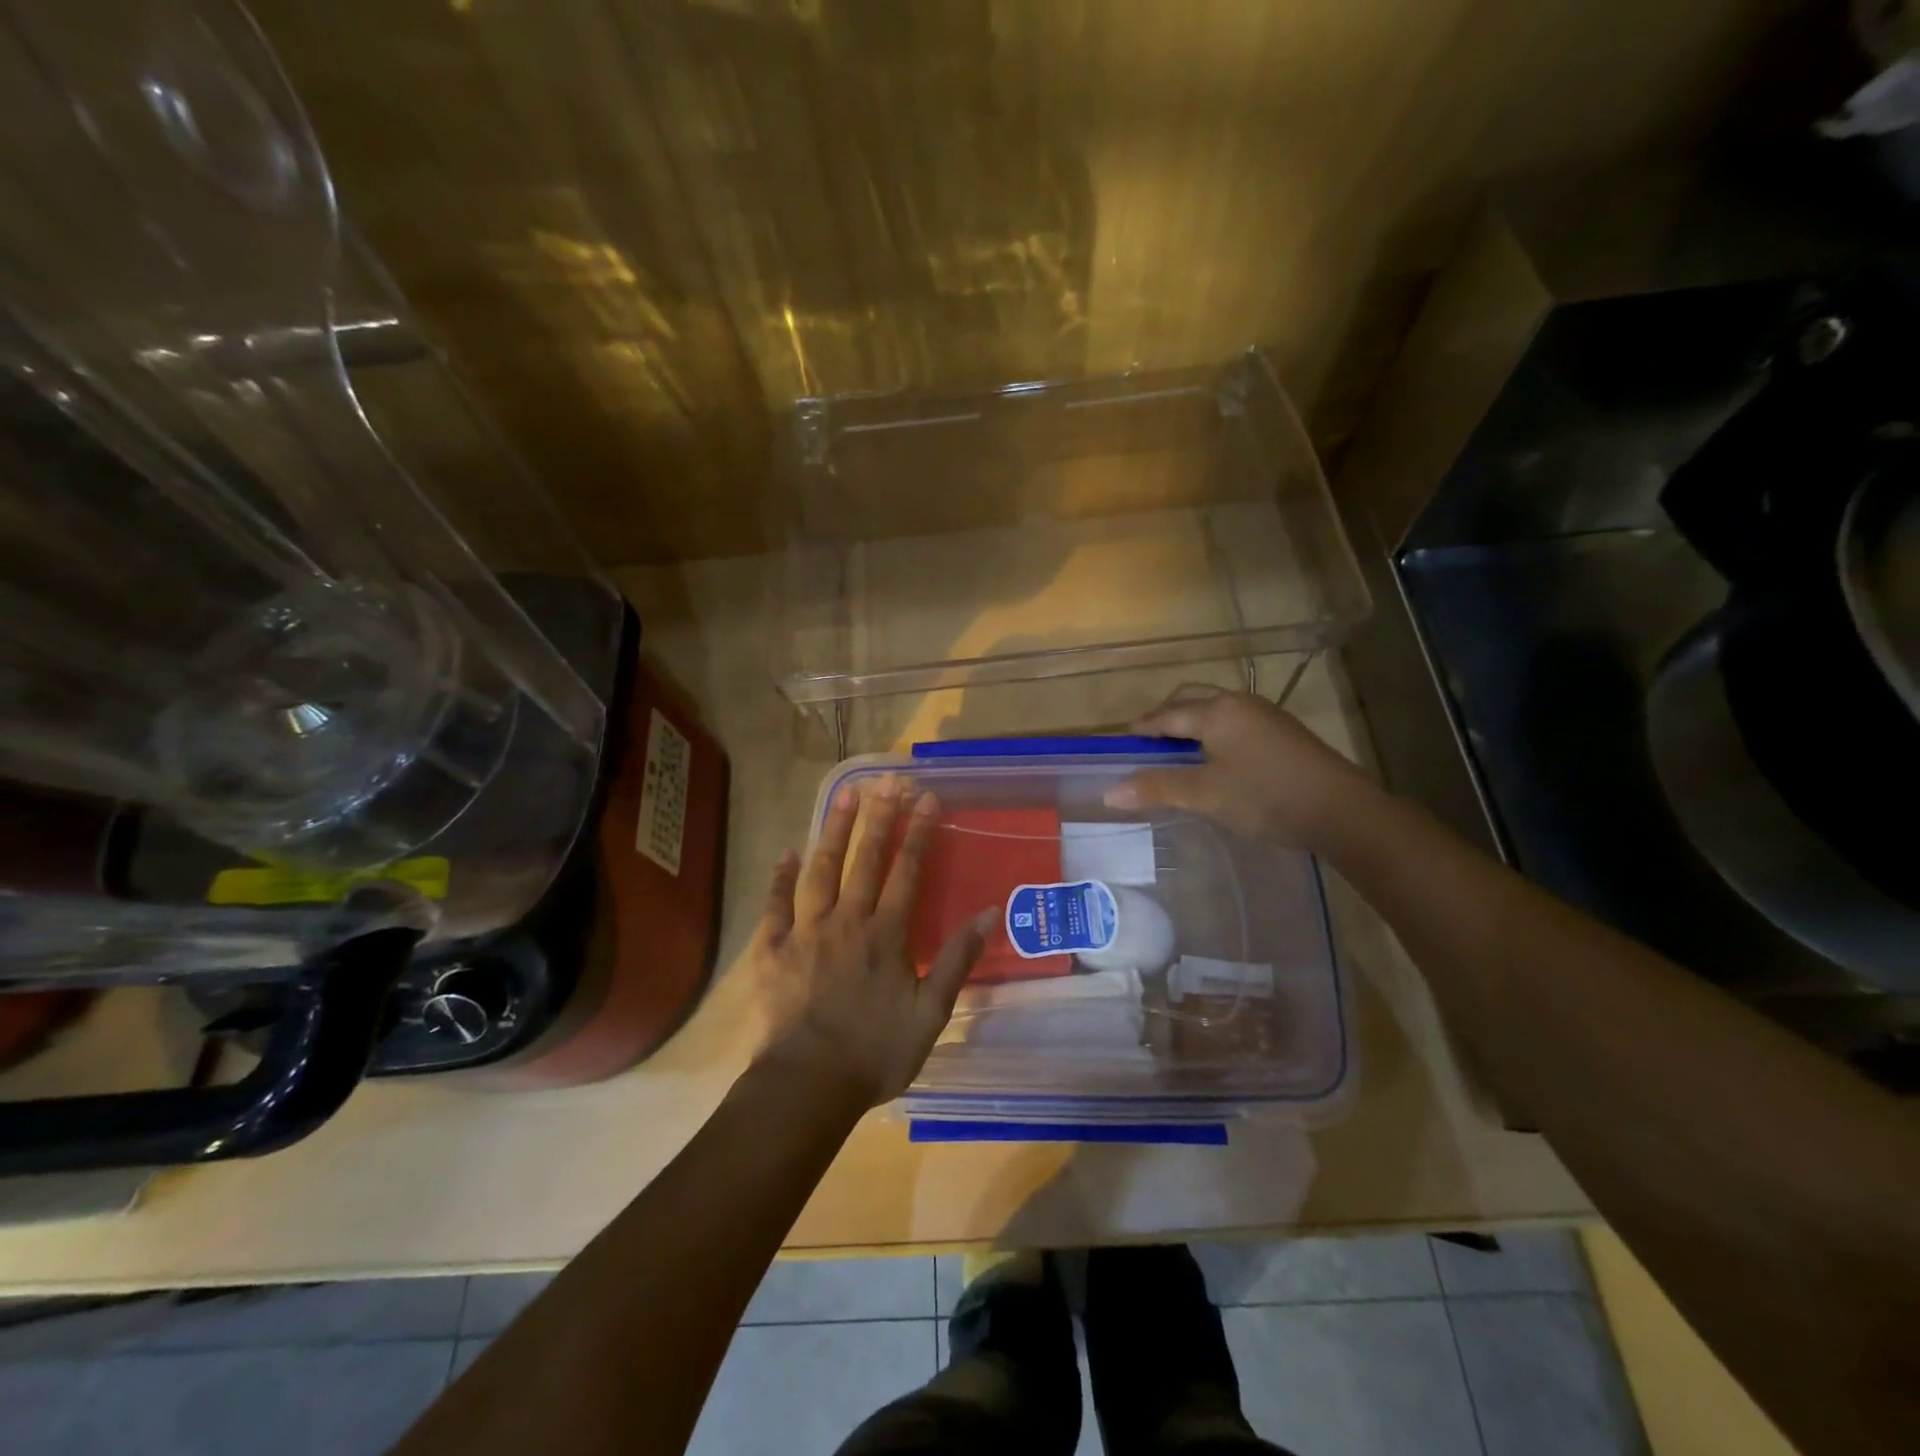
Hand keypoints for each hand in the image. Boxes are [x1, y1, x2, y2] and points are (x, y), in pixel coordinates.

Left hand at [750, 780, 991, 1107]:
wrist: (807, 1086)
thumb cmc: (875, 1053)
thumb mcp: (930, 1014)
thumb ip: (956, 960)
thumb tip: (987, 914)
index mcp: (886, 935)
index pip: (907, 872)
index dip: (919, 833)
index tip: (927, 798)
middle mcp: (847, 921)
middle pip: (865, 860)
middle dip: (879, 817)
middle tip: (887, 780)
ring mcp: (806, 932)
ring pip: (821, 870)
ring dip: (834, 831)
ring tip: (843, 794)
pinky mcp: (773, 949)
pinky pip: (776, 905)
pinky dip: (780, 877)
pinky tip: (787, 852)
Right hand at [1103, 684, 1379, 849]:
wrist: (1342, 810)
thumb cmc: (1265, 797)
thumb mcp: (1205, 794)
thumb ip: (1156, 788)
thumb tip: (1109, 792)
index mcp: (1215, 710)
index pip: (1164, 715)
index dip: (1140, 729)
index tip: (1121, 744)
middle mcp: (1237, 702)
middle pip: (1189, 698)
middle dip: (1164, 715)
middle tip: (1147, 744)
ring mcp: (1264, 714)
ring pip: (1214, 707)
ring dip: (1190, 721)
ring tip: (1177, 752)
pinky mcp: (1282, 732)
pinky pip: (1234, 720)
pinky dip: (1213, 731)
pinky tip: (1215, 759)